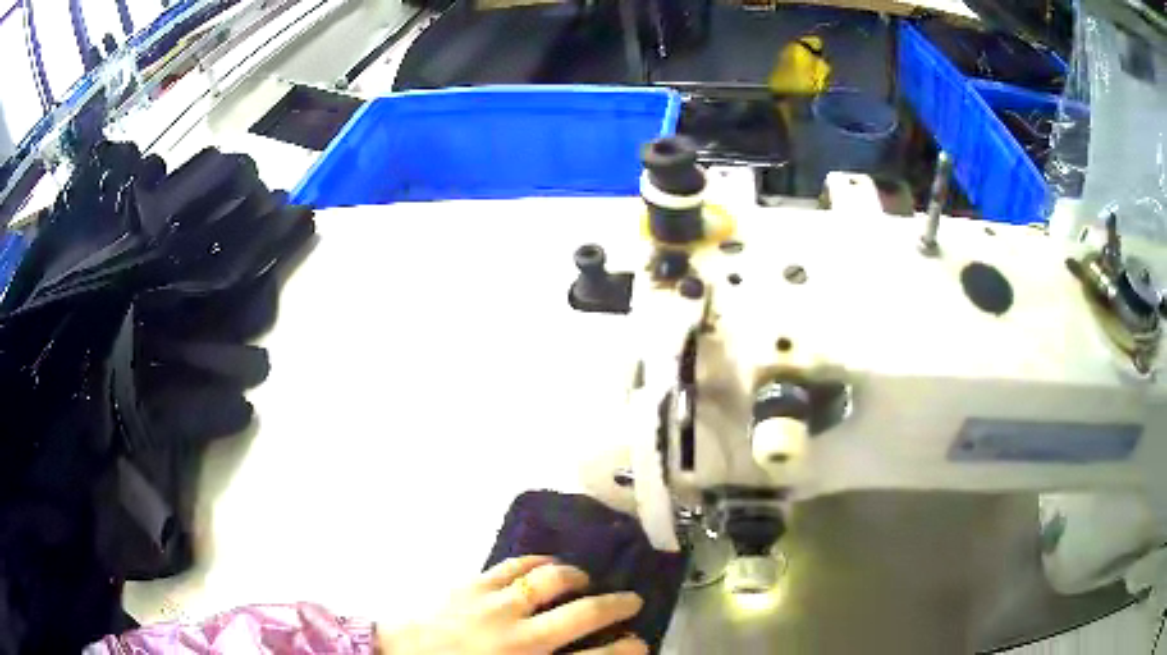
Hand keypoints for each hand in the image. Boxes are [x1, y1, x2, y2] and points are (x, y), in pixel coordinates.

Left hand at [379, 556, 646, 653]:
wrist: (396, 654)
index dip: (628, 650)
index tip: (641, 643)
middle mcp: (520, 634)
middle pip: (585, 613)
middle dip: (617, 605)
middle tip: (630, 601)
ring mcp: (495, 603)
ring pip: (552, 579)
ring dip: (578, 578)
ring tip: (586, 581)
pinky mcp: (473, 583)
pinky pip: (516, 564)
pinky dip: (540, 562)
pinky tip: (548, 565)